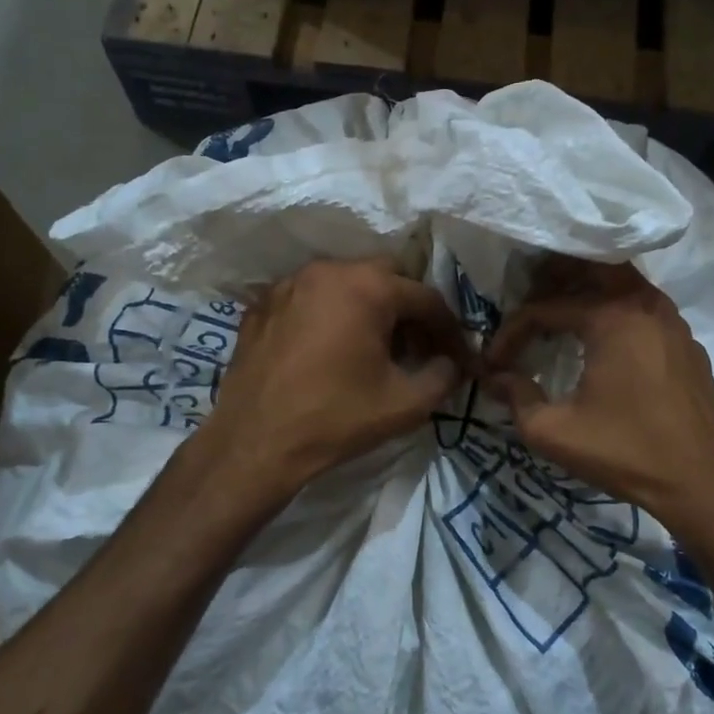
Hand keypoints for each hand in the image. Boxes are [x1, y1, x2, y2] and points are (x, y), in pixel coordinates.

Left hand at [199, 258, 474, 494]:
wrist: (254, 443)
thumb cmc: (336, 419)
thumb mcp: (406, 404)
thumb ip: (444, 375)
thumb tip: (452, 363)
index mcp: (367, 286)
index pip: (426, 297)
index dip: (449, 329)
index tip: (458, 358)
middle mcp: (327, 270)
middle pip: (386, 277)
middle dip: (408, 309)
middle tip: (416, 348)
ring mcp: (289, 284)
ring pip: (345, 282)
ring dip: (368, 308)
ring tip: (373, 349)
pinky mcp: (262, 304)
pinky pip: (310, 298)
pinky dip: (329, 314)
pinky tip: (330, 350)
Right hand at [483, 260, 713, 524]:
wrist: (702, 484)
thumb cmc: (624, 452)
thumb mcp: (554, 431)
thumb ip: (516, 397)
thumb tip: (494, 378)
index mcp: (613, 317)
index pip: (545, 308)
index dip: (512, 333)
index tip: (495, 363)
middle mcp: (646, 305)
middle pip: (591, 269)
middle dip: (553, 278)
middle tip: (525, 299)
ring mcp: (673, 322)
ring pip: (622, 285)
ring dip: (587, 292)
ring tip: (558, 315)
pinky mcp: (688, 344)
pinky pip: (643, 311)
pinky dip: (616, 313)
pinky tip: (602, 343)